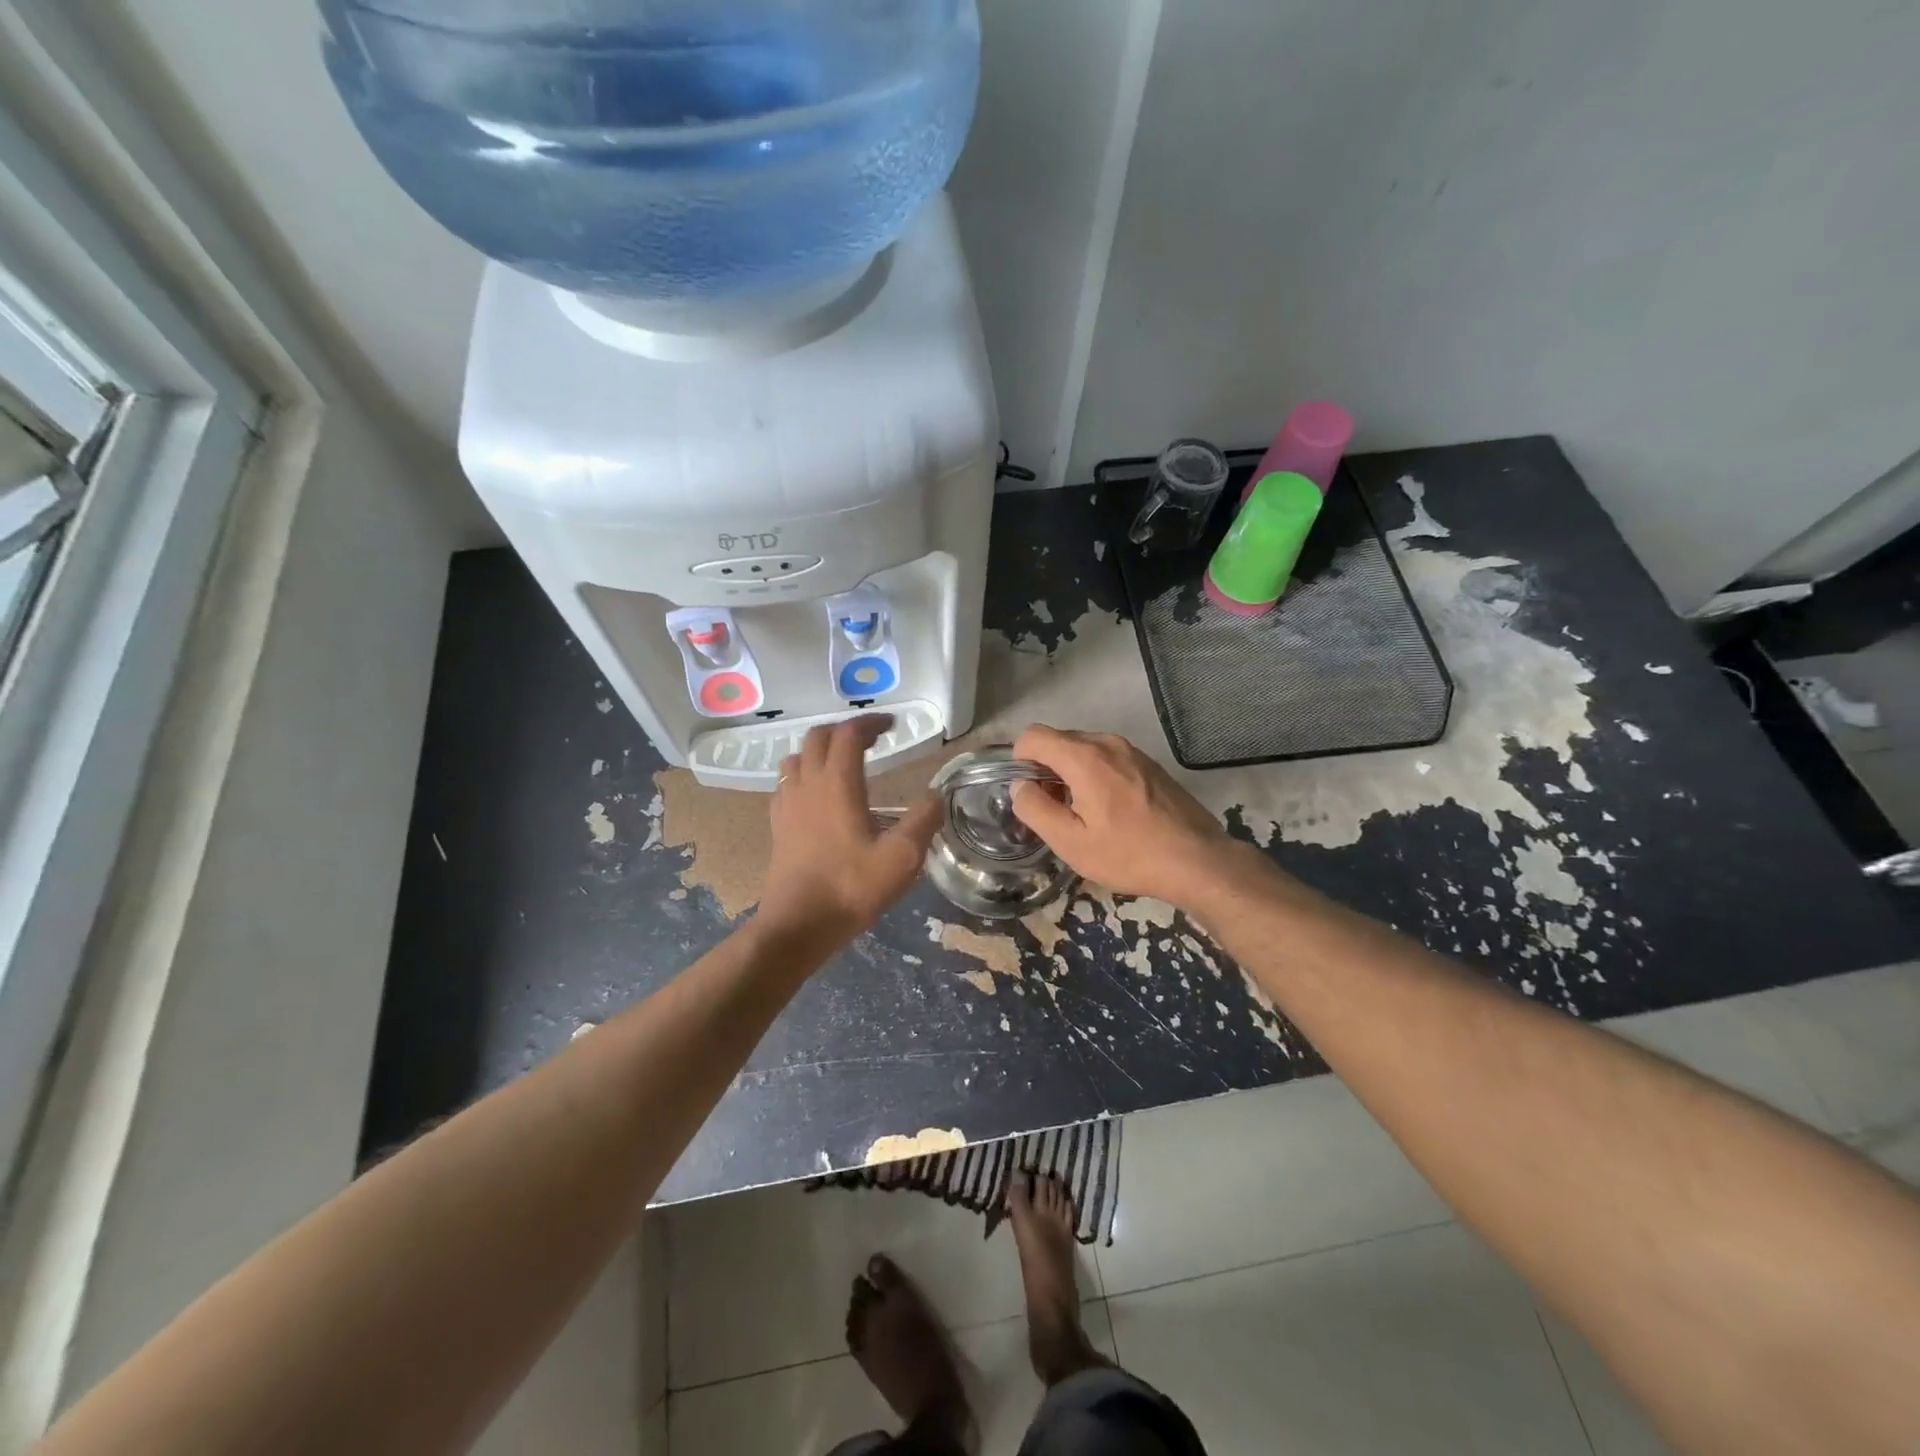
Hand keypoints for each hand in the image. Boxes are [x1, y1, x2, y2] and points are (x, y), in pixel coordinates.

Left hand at [759, 715, 941, 945]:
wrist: (798, 925)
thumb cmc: (850, 888)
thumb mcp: (901, 859)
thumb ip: (923, 822)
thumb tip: (935, 797)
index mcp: (837, 784)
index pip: (849, 733)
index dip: (871, 722)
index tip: (892, 725)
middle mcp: (807, 784)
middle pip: (818, 737)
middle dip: (845, 730)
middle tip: (872, 740)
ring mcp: (787, 803)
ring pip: (797, 757)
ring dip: (820, 750)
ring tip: (844, 762)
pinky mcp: (777, 824)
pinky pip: (786, 783)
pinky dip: (804, 774)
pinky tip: (817, 795)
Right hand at [1009, 725, 1239, 905]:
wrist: (1197, 860)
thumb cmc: (1129, 854)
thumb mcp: (1071, 842)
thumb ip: (1035, 809)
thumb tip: (1020, 787)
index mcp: (1084, 757)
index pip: (1033, 736)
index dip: (1019, 760)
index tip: (1028, 792)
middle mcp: (1107, 743)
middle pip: (1059, 740)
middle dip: (1045, 768)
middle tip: (1053, 809)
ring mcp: (1132, 751)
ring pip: (1084, 749)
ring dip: (1071, 772)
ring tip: (1081, 812)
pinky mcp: (1149, 763)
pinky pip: (1108, 758)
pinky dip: (1095, 774)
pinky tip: (1109, 810)